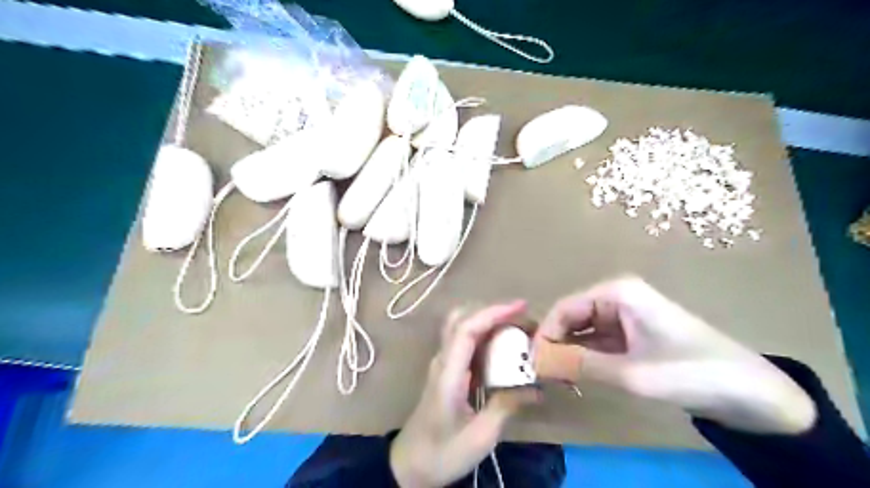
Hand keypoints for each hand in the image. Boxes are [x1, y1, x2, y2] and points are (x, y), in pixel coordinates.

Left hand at [390, 301, 537, 487]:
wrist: (410, 466)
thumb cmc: (443, 452)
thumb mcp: (481, 435)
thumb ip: (507, 405)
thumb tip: (536, 387)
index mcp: (448, 372)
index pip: (467, 328)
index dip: (493, 313)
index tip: (520, 307)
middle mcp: (443, 360)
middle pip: (461, 319)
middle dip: (492, 312)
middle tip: (522, 319)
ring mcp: (442, 364)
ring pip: (462, 328)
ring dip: (489, 323)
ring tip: (519, 332)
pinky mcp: (447, 372)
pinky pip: (466, 344)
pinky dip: (485, 338)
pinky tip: (504, 350)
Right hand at [538, 279, 815, 433]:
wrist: (753, 394)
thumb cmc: (692, 372)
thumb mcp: (631, 373)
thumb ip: (579, 365)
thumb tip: (535, 360)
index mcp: (616, 293)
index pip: (563, 309)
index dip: (544, 334)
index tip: (530, 363)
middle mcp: (616, 297)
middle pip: (571, 318)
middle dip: (555, 344)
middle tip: (540, 375)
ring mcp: (624, 316)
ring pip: (582, 332)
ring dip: (569, 353)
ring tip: (555, 379)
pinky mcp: (632, 334)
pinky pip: (598, 343)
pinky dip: (585, 358)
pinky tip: (576, 376)